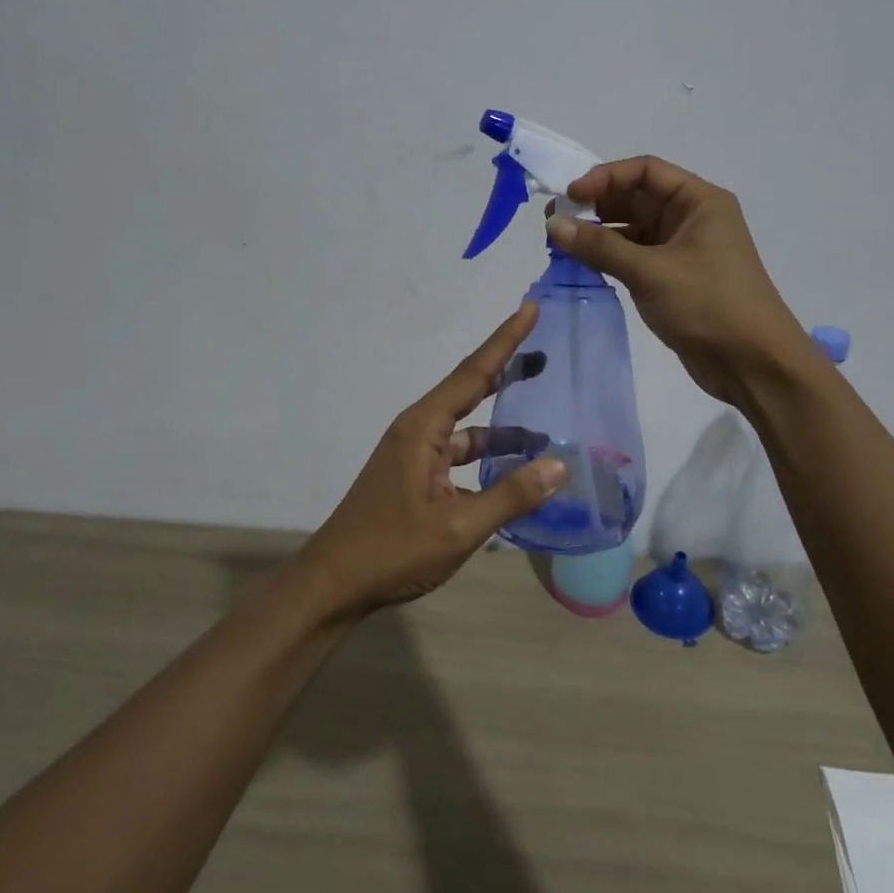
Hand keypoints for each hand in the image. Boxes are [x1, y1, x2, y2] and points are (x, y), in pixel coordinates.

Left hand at [297, 304, 567, 615]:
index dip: (505, 340)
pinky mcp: (416, 475)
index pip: (474, 372)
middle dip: (508, 369)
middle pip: (471, 389)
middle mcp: (419, 429)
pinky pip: (459, 453)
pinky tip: (514, 471)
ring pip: (468, 427)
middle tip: (546, 353)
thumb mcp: (459, 527)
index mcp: (424, 427)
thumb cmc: (392, 550)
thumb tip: (559, 465)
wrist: (334, 584)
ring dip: (503, 427)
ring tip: (546, 426)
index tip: (530, 308)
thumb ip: (510, 496)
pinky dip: (487, 457)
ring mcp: (416, 452)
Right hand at [546, 157, 806, 404]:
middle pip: (637, 197)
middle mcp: (692, 218)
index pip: (645, 171)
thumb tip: (553, 223)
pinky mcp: (675, 279)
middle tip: (554, 219)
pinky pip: (636, 256)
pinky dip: (611, 257)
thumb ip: (600, 246)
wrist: (754, 364)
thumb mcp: (651, 272)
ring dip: (600, 233)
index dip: (604, 177)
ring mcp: (684, 250)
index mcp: (699, 201)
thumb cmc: (709, 305)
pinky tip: (583, 264)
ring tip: (561, 242)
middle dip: (596, 205)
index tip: (569, 195)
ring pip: (634, 229)